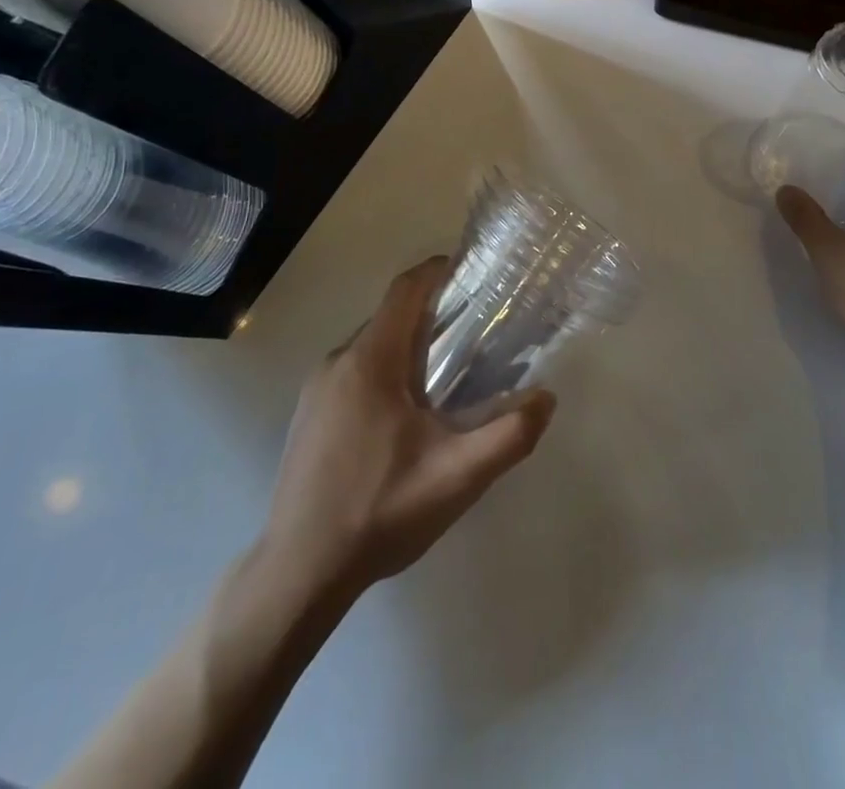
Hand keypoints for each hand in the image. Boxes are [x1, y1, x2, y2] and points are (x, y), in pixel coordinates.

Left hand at [257, 257, 555, 601]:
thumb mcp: (457, 476)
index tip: (472, 273)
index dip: (438, 271)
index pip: (406, 290)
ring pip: (372, 346)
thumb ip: (510, 434)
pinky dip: (386, 370)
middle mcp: (338, 362)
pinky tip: (407, 416)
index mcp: (371, 361)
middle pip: (391, 316)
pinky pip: (354, 372)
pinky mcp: (309, 416)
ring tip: (449, 375)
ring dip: (409, 345)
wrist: (298, 572)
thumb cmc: (379, 512)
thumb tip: (546, 399)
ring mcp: (317, 390)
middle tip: (476, 332)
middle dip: (433, 313)